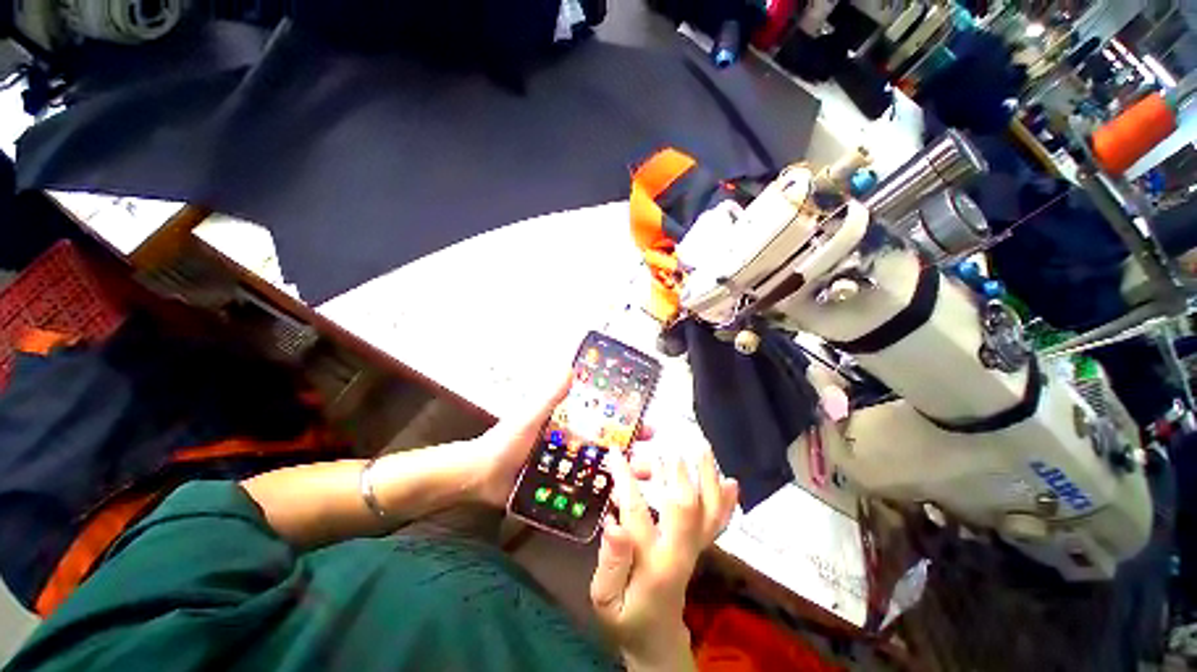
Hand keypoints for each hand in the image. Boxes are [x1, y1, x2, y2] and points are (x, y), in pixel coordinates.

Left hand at [462, 376, 651, 507]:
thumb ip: (550, 396)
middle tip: (650, 464)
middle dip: (631, 455)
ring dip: (620, 478)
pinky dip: (600, 497)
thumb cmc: (506, 441)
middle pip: (608, 449)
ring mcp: (568, 470)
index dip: (627, 425)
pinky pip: (584, 493)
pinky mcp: (560, 490)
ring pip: (600, 472)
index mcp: (569, 424)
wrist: (480, 477)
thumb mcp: (531, 416)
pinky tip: (616, 506)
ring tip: (638, 487)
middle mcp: (573, 445)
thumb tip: (571, 368)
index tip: (648, 428)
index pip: (604, 422)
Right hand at [590, 446, 737, 670]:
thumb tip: (613, 523)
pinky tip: (731, 482)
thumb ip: (610, 563)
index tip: (615, 452)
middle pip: (685, 505)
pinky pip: (718, 522)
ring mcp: (695, 548)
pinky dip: (725, 501)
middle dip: (674, 471)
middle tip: (661, 447)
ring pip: (708, 509)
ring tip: (702, 447)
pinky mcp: (700, 547)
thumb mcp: (604, 598)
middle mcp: (681, 551)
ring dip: (707, 476)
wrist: (656, 637)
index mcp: (654, 563)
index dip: (625, 479)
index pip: (637, 512)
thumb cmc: (625, 617)